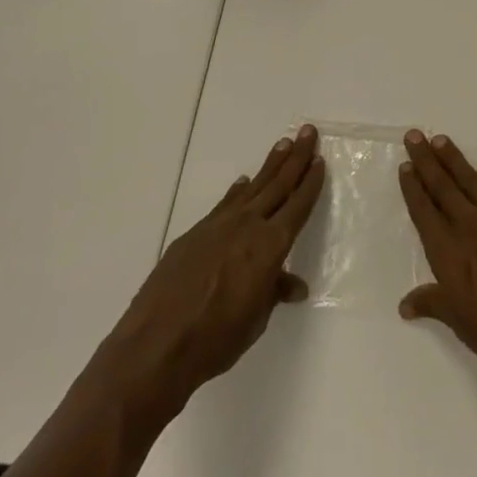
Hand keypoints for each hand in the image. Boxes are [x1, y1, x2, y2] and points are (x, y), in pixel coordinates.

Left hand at [91, 125, 323, 426]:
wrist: (157, 344)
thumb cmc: (216, 339)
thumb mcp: (255, 320)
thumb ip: (273, 293)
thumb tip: (293, 285)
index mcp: (270, 246)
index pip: (297, 206)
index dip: (310, 183)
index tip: (319, 160)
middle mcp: (248, 226)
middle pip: (278, 185)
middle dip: (295, 157)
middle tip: (307, 131)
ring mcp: (218, 226)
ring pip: (252, 188)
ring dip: (269, 166)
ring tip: (282, 144)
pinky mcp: (195, 233)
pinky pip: (225, 203)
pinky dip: (238, 191)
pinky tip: (243, 182)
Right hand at [398, 130, 476, 417]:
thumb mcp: (462, 325)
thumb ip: (434, 304)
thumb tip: (406, 304)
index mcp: (449, 252)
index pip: (424, 211)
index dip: (413, 188)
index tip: (405, 166)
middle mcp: (472, 227)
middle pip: (443, 186)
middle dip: (426, 160)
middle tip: (414, 135)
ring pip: (473, 181)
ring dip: (455, 160)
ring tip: (442, 140)